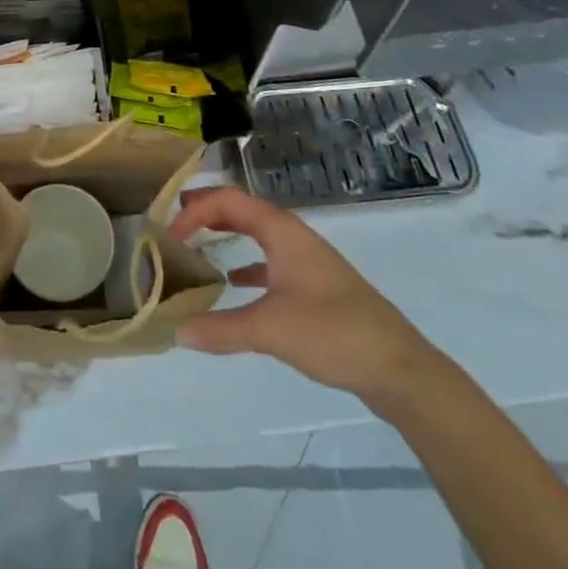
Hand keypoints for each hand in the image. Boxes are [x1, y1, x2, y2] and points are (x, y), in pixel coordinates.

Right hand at [167, 186, 438, 416]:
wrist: (398, 367)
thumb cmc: (333, 332)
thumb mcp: (271, 330)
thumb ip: (222, 329)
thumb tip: (177, 332)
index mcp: (282, 230)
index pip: (228, 201)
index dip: (195, 210)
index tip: (169, 234)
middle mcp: (293, 236)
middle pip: (242, 209)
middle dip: (207, 212)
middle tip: (173, 222)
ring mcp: (306, 260)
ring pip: (257, 234)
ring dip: (226, 234)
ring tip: (196, 245)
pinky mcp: (314, 286)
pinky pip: (270, 260)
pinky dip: (247, 263)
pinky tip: (235, 283)